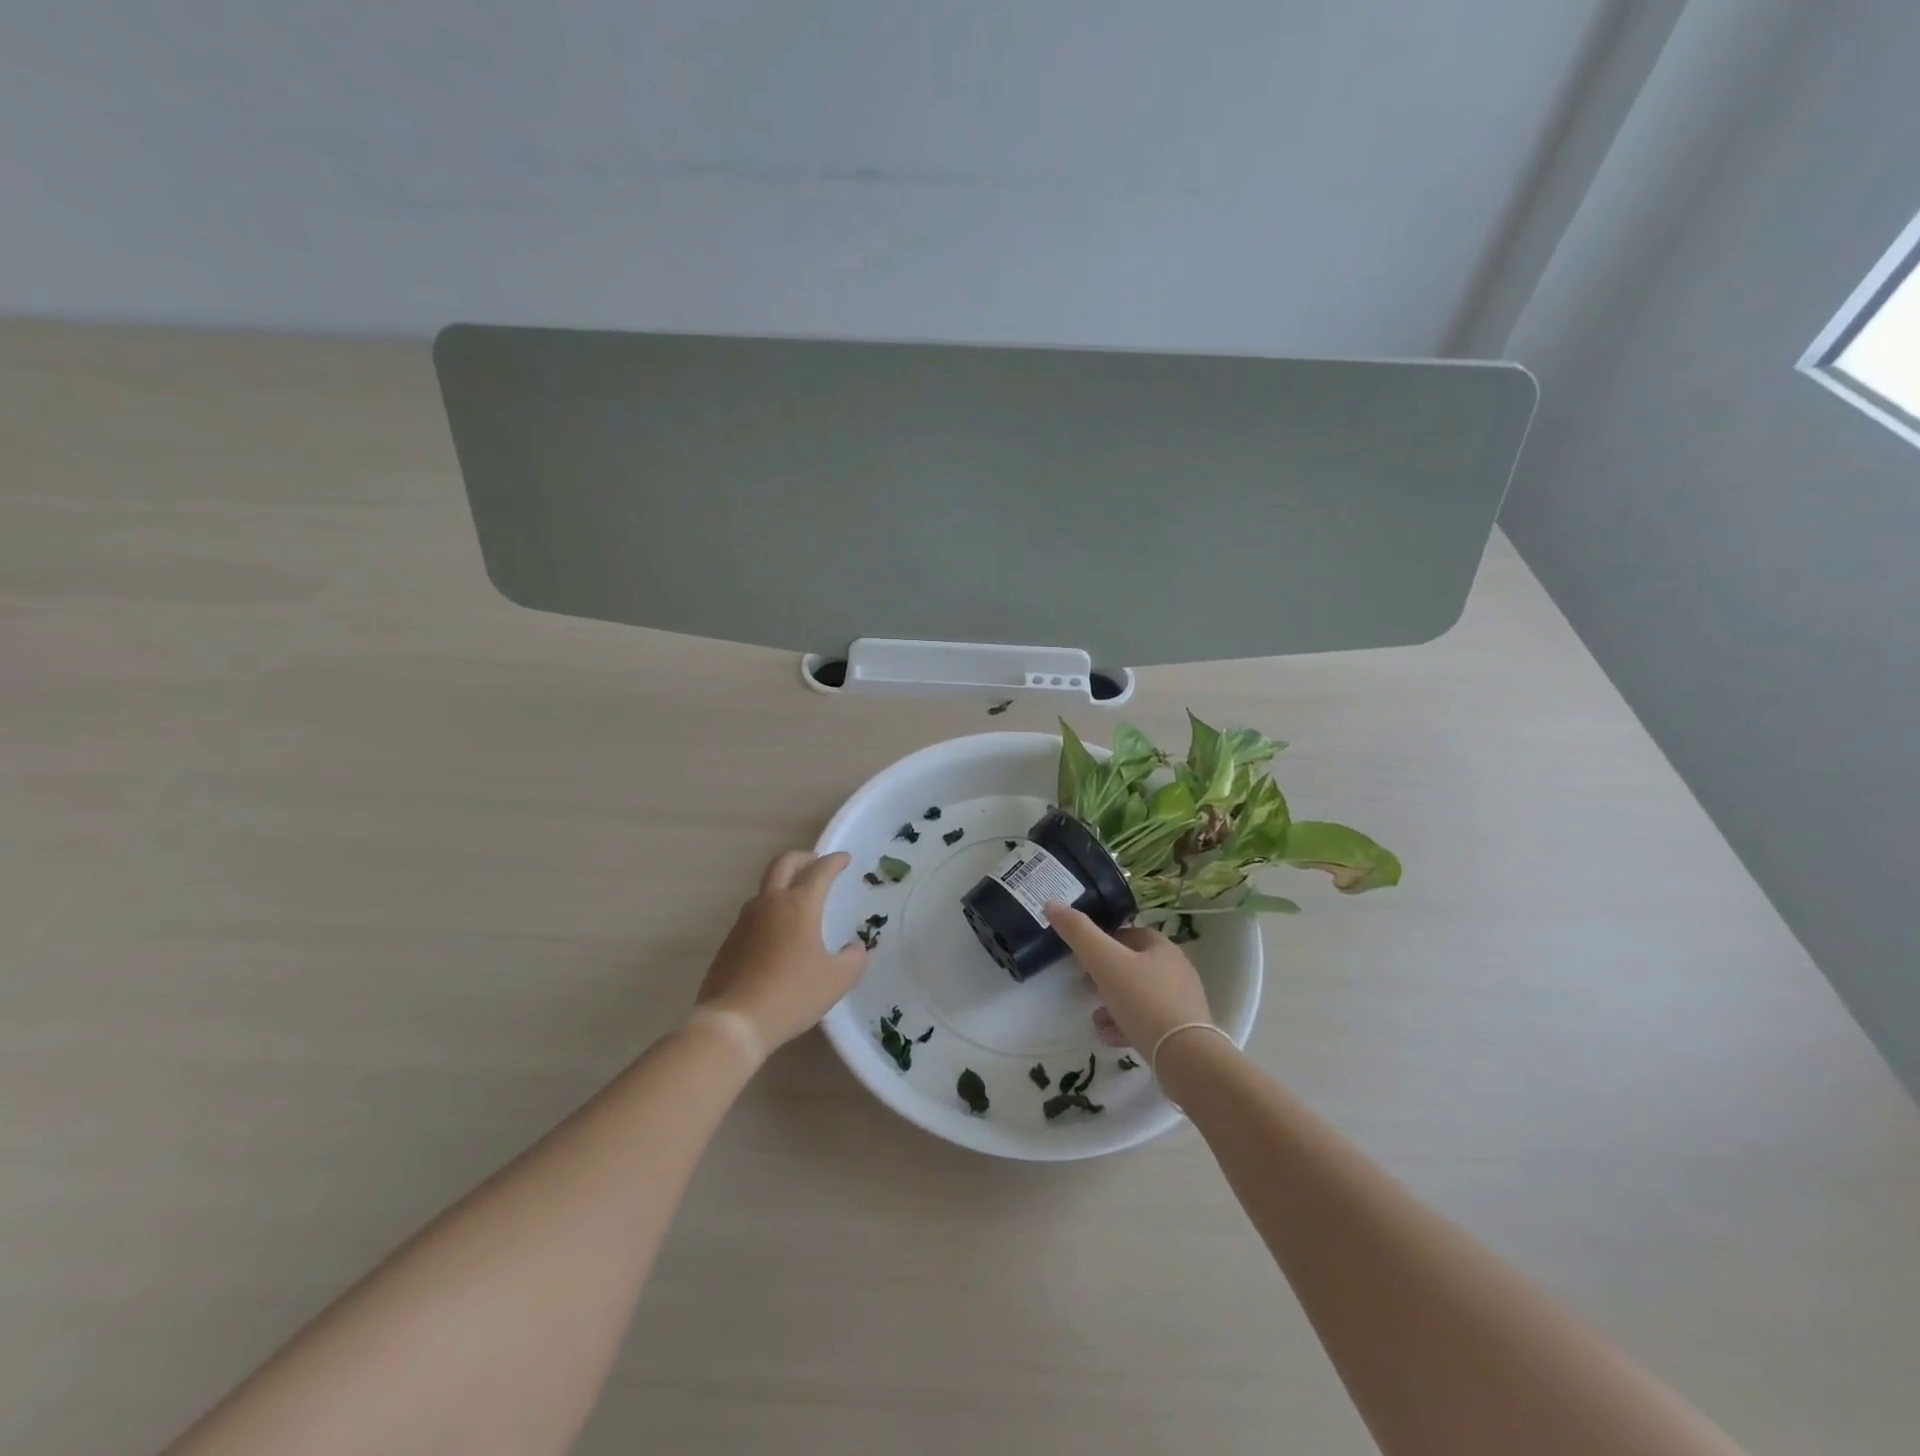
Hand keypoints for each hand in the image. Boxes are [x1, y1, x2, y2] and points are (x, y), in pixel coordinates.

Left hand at [696, 851, 867, 1053]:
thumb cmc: (792, 994)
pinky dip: (769, 910)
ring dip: (783, 883)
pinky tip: (778, 934)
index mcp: (799, 905)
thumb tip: (857, 948)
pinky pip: (753, 914)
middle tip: (816, 863)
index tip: (844, 859)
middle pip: (783, 864)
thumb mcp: (836, 980)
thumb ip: (854, 960)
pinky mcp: (730, 941)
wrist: (734, 1022)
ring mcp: (745, 921)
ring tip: (798, 899)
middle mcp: (769, 904)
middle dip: (802, 858)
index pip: (820, 871)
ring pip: (765, 888)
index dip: (835, 862)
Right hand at [1045, 902, 1212, 1051]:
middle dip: (1104, 978)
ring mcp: (1181, 1003)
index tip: (1082, 958)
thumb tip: (1051, 903)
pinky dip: (1126, 1026)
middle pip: (1131, 967)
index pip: (1128, 934)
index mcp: (1162, 947)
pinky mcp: (1181, 1033)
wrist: (1185, 1058)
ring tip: (1098, 1020)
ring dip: (1112, 1006)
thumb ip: (1077, 932)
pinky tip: (1113, 1038)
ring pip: (1137, 997)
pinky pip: (1147, 1022)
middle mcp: (1175, 971)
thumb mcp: (1104, 961)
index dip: (1102, 942)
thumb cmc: (1143, 1000)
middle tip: (1086, 989)